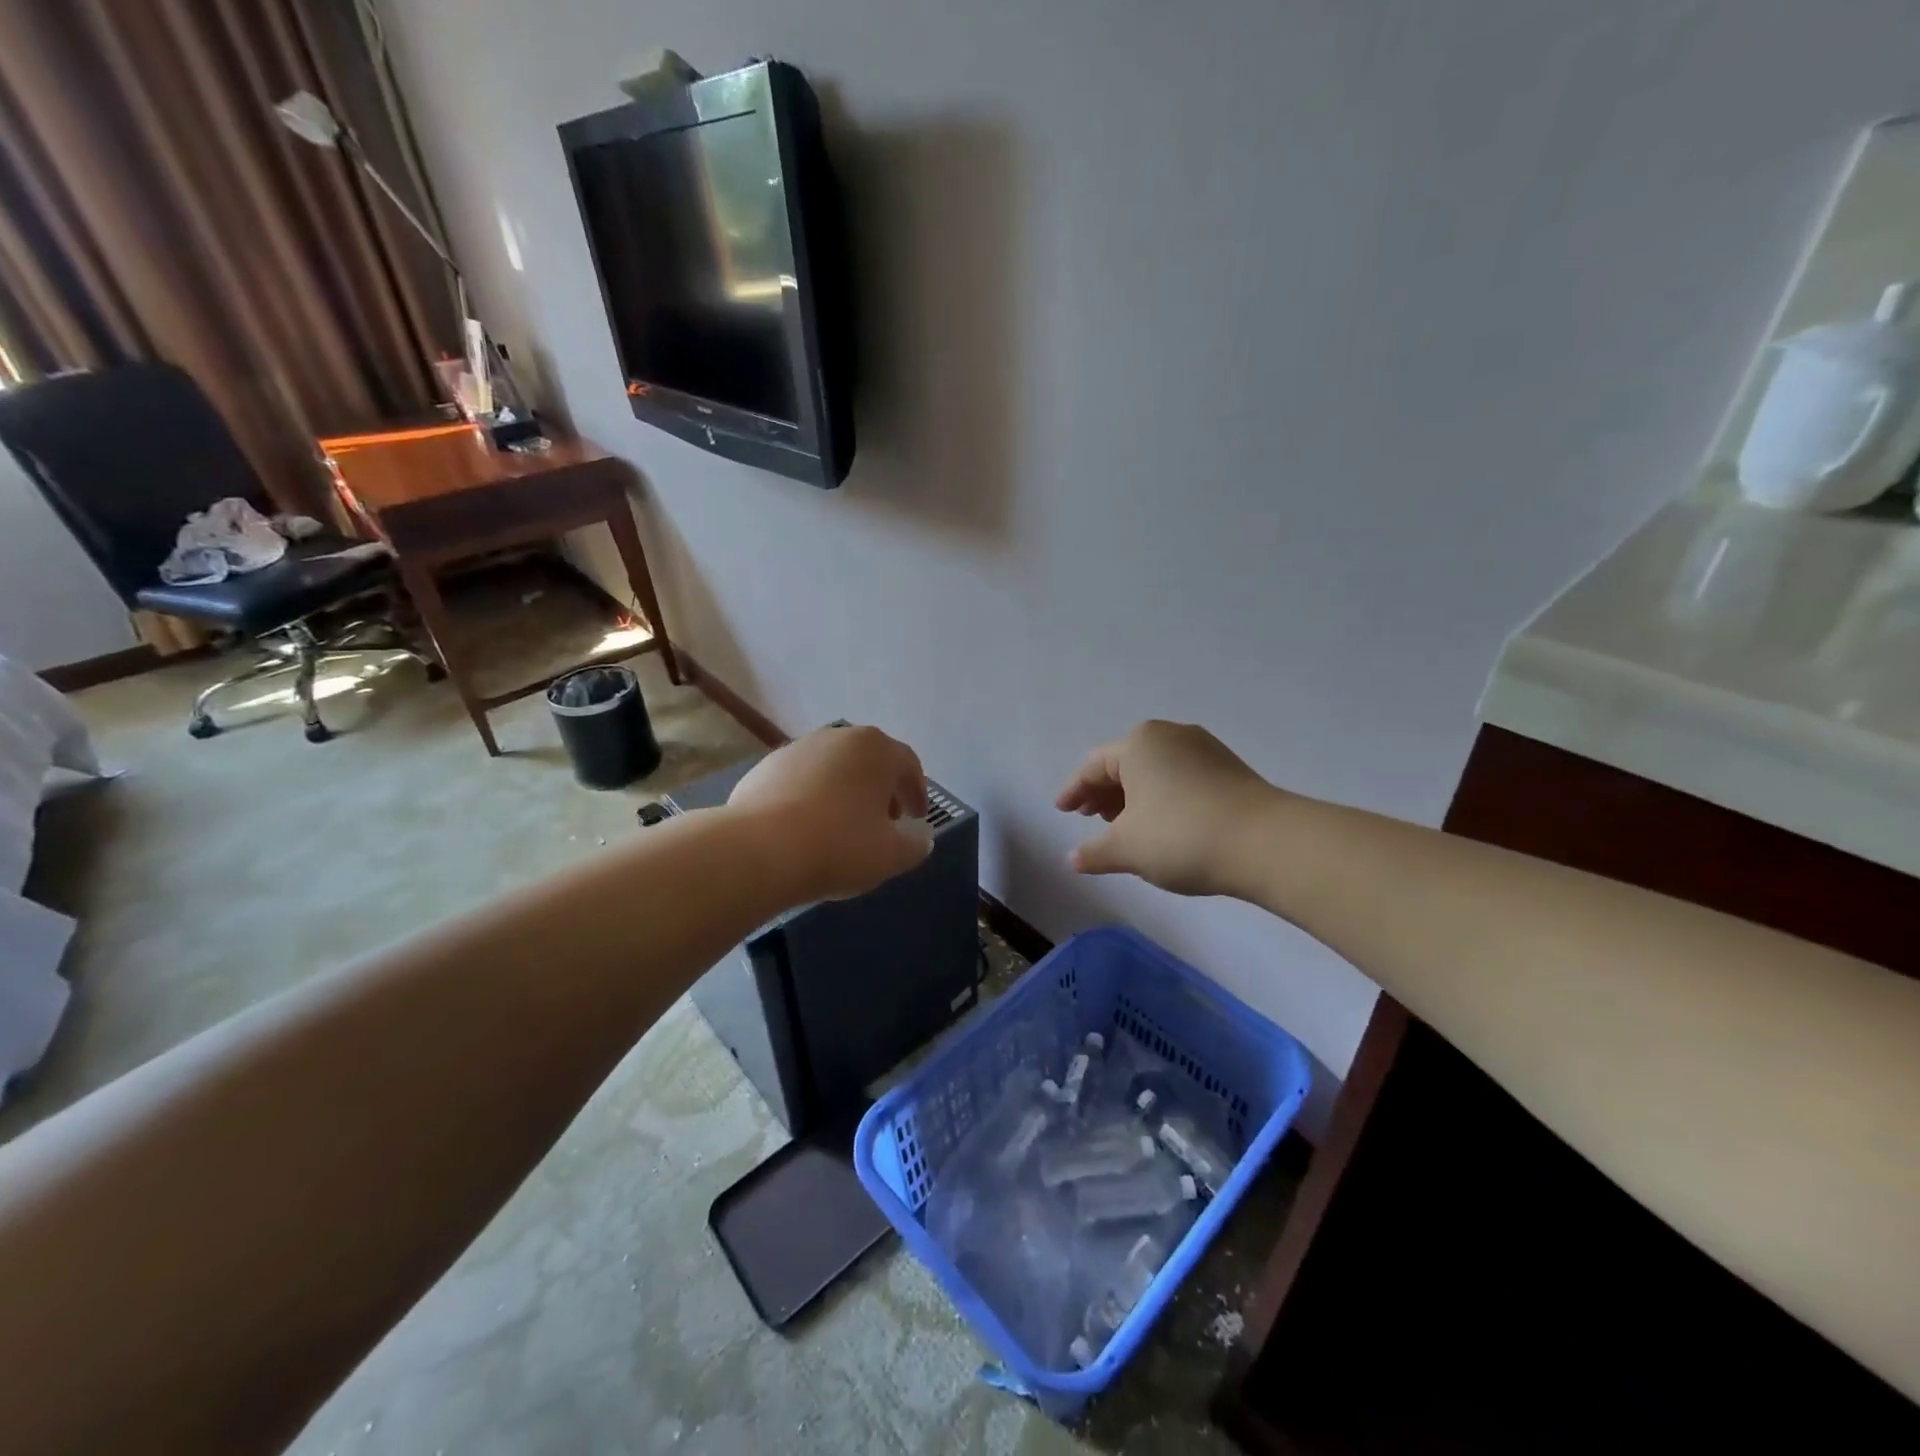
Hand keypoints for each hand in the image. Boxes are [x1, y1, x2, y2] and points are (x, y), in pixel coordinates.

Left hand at [728, 725, 931, 901]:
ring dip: (845, 792)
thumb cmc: (839, 846)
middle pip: (870, 762)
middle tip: (884, 823)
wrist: (758, 850)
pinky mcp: (764, 767)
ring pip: (833, 769)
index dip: (916, 793)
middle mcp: (838, 737)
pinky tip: (807, 829)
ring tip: (843, 828)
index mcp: (876, 748)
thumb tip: (920, 838)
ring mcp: (797, 749)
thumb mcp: (891, 855)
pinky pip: (801, 781)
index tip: (916, 818)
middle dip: (880, 791)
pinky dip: (811, 798)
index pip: (908, 765)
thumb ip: (915, 844)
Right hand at [1056, 720, 1278, 896]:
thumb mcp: (1127, 849)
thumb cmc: (1180, 836)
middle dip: (1103, 792)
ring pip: (1154, 770)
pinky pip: (1179, 777)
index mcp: (1137, 743)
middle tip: (1089, 818)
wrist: (1265, 843)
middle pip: (1124, 763)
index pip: (1092, 766)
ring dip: (1132, 796)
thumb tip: (1073, 858)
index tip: (1062, 811)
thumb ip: (1095, 852)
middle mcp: (1169, 735)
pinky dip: (1161, 796)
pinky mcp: (1228, 768)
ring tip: (1123, 824)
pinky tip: (1161, 823)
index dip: (1073, 791)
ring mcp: (1203, 748)